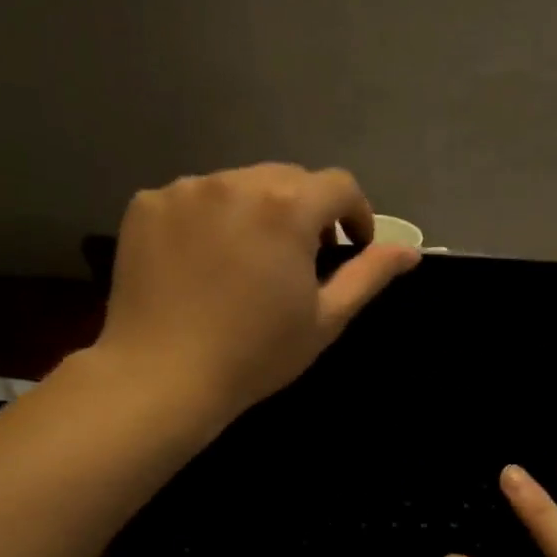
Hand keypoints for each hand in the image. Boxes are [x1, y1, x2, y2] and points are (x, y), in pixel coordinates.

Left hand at [95, 164, 419, 419]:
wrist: (162, 377)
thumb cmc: (256, 353)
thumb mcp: (326, 318)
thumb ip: (369, 274)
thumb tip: (410, 251)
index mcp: (286, 207)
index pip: (339, 185)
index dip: (355, 213)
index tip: (351, 245)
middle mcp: (235, 182)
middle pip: (288, 179)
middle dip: (306, 210)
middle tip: (302, 257)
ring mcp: (185, 190)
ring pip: (239, 185)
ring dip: (257, 211)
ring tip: (249, 259)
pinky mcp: (146, 204)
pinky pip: (194, 198)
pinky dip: (209, 219)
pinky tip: (204, 261)